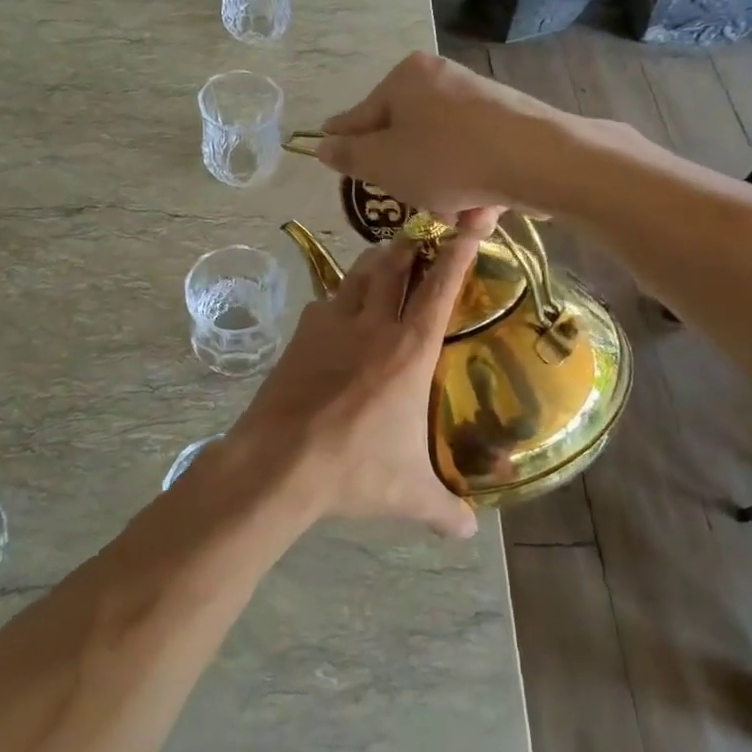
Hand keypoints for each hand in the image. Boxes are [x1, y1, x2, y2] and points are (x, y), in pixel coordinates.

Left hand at [227, 235, 481, 539]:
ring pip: (357, 274)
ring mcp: (331, 324)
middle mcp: (373, 325)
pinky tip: (336, 310)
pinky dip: (337, 297)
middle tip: (422, 232)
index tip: (472, 218)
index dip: (460, 249)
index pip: (442, 286)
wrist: (279, 460)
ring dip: (375, 260)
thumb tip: (471, 533)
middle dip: (412, 242)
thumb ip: (445, 511)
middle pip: (394, 264)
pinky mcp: (300, 334)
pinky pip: (324, 302)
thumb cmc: (354, 469)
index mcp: (410, 349)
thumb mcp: (409, 494)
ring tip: (384, 256)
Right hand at [315, 52, 571, 227]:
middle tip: (412, 203)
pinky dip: (473, 186)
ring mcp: (478, 99)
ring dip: (443, 191)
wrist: (540, 159)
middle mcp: (441, 78)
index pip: (361, 116)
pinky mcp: (509, 123)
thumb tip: (323, 144)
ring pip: (441, 154)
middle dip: (408, 178)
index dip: (345, 143)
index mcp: (405, 78)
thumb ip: (349, 156)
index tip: (331, 158)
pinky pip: (474, 158)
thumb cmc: (447, 159)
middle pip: (405, 137)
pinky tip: (482, 212)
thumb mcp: (384, 164)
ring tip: (458, 217)